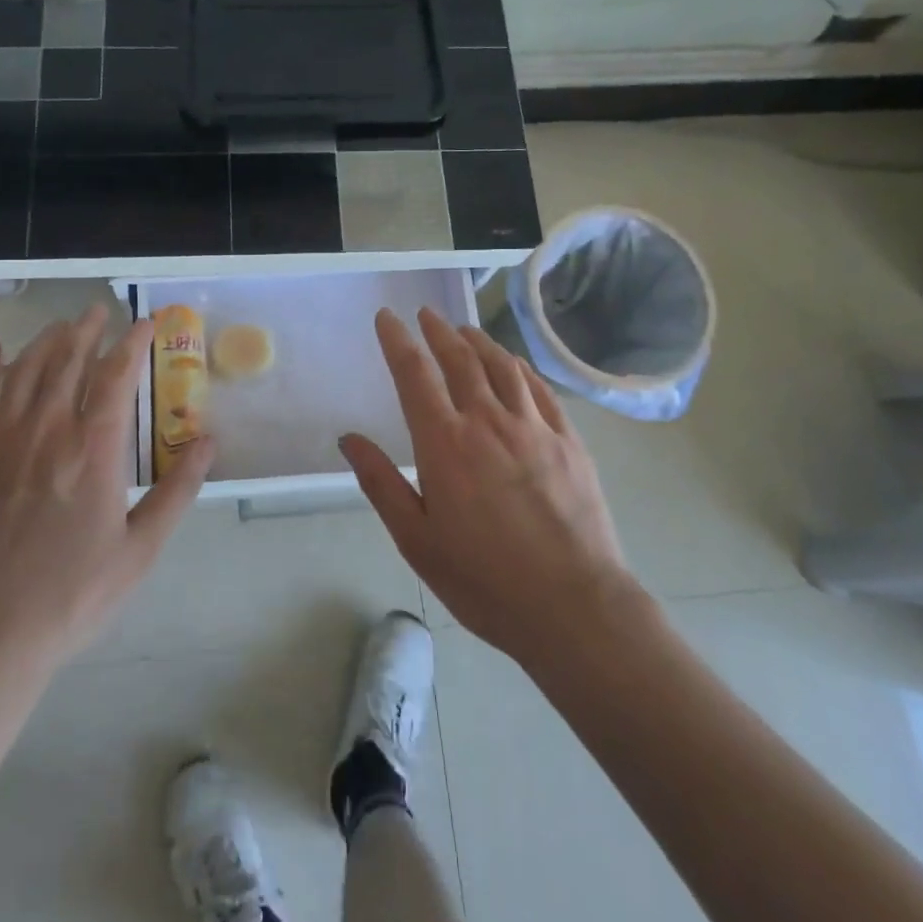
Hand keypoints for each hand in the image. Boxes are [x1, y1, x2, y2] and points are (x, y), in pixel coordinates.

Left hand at [0, 303, 215, 676]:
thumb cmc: (69, 597)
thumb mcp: (139, 551)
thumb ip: (177, 491)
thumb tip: (208, 441)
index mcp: (93, 450)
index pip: (116, 377)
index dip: (132, 344)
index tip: (144, 323)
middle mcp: (46, 431)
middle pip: (68, 363)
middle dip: (87, 331)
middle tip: (98, 310)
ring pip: (23, 372)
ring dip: (45, 342)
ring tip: (60, 326)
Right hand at [340, 308, 635, 666]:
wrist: (573, 607)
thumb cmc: (483, 579)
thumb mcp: (416, 540)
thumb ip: (381, 483)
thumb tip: (349, 439)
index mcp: (445, 444)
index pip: (414, 375)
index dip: (397, 340)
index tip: (387, 317)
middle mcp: (488, 422)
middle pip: (460, 360)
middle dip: (438, 331)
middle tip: (426, 314)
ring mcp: (534, 428)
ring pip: (502, 366)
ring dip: (479, 341)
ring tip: (465, 330)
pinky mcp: (569, 441)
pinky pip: (540, 389)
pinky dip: (520, 368)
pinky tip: (514, 365)